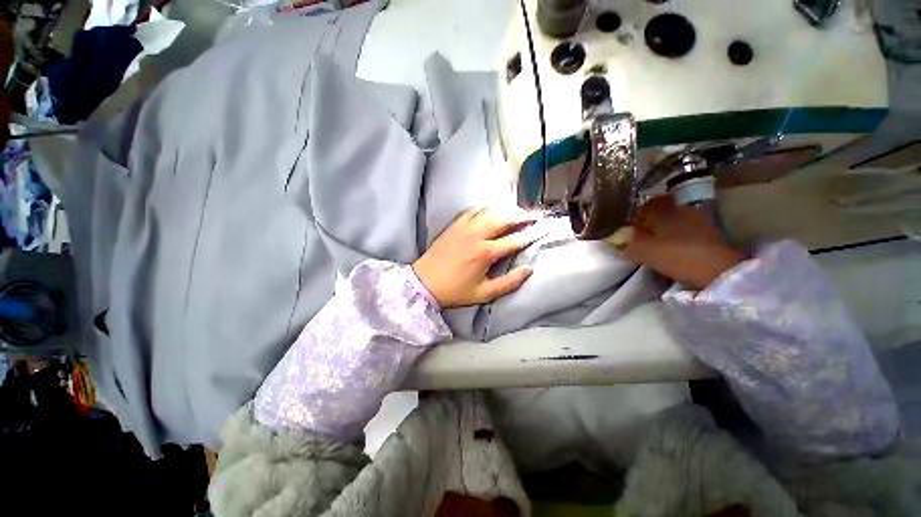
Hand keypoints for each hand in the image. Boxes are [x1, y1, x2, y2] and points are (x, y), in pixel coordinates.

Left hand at [413, 207, 543, 307]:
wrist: (424, 283)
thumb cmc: (455, 291)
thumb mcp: (484, 294)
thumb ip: (509, 282)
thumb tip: (529, 269)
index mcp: (486, 253)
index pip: (515, 240)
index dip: (531, 234)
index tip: (544, 229)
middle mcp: (477, 235)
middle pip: (504, 218)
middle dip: (522, 215)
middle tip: (534, 216)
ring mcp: (464, 227)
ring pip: (490, 211)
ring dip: (506, 210)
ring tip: (517, 212)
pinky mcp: (454, 225)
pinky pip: (473, 210)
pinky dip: (486, 208)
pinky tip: (492, 210)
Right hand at [613, 196, 744, 289]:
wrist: (719, 270)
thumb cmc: (676, 255)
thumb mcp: (644, 252)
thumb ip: (629, 246)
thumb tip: (619, 245)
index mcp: (662, 211)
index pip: (644, 208)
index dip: (635, 219)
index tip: (629, 232)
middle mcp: (680, 210)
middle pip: (660, 213)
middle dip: (650, 224)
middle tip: (642, 238)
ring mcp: (697, 220)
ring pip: (674, 221)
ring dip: (665, 231)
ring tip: (658, 246)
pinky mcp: (709, 233)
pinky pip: (686, 230)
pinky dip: (678, 237)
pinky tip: (675, 249)